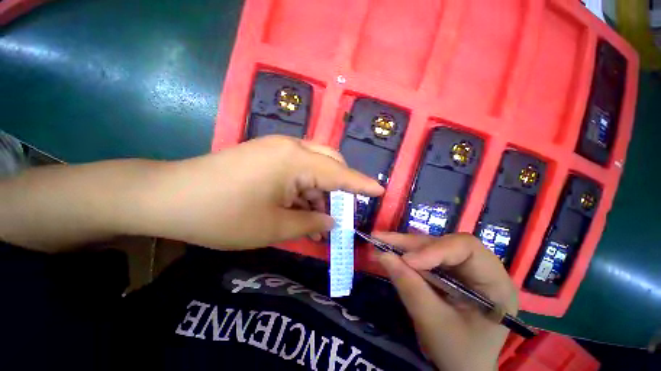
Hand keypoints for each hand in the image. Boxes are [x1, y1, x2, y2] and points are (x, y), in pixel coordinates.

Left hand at [140, 136, 382, 248]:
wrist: (170, 198)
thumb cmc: (223, 216)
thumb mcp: (274, 227)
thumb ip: (311, 222)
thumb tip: (332, 221)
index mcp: (295, 161)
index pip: (340, 174)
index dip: (362, 185)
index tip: (380, 191)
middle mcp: (290, 148)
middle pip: (330, 163)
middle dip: (340, 187)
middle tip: (341, 212)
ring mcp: (276, 149)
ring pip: (313, 168)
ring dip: (320, 193)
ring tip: (318, 221)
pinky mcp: (266, 156)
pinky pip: (297, 170)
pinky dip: (304, 189)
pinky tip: (301, 209)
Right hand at [373, 232, 517, 370]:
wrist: (463, 368)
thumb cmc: (458, 353)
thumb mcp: (433, 324)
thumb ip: (409, 287)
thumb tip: (383, 255)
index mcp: (495, 283)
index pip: (466, 248)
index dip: (434, 249)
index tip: (406, 260)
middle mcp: (482, 269)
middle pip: (445, 244)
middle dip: (411, 243)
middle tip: (381, 239)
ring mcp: (465, 269)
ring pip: (432, 247)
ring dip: (405, 245)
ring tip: (380, 241)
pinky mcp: (450, 271)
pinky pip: (426, 256)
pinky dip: (406, 254)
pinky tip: (391, 251)